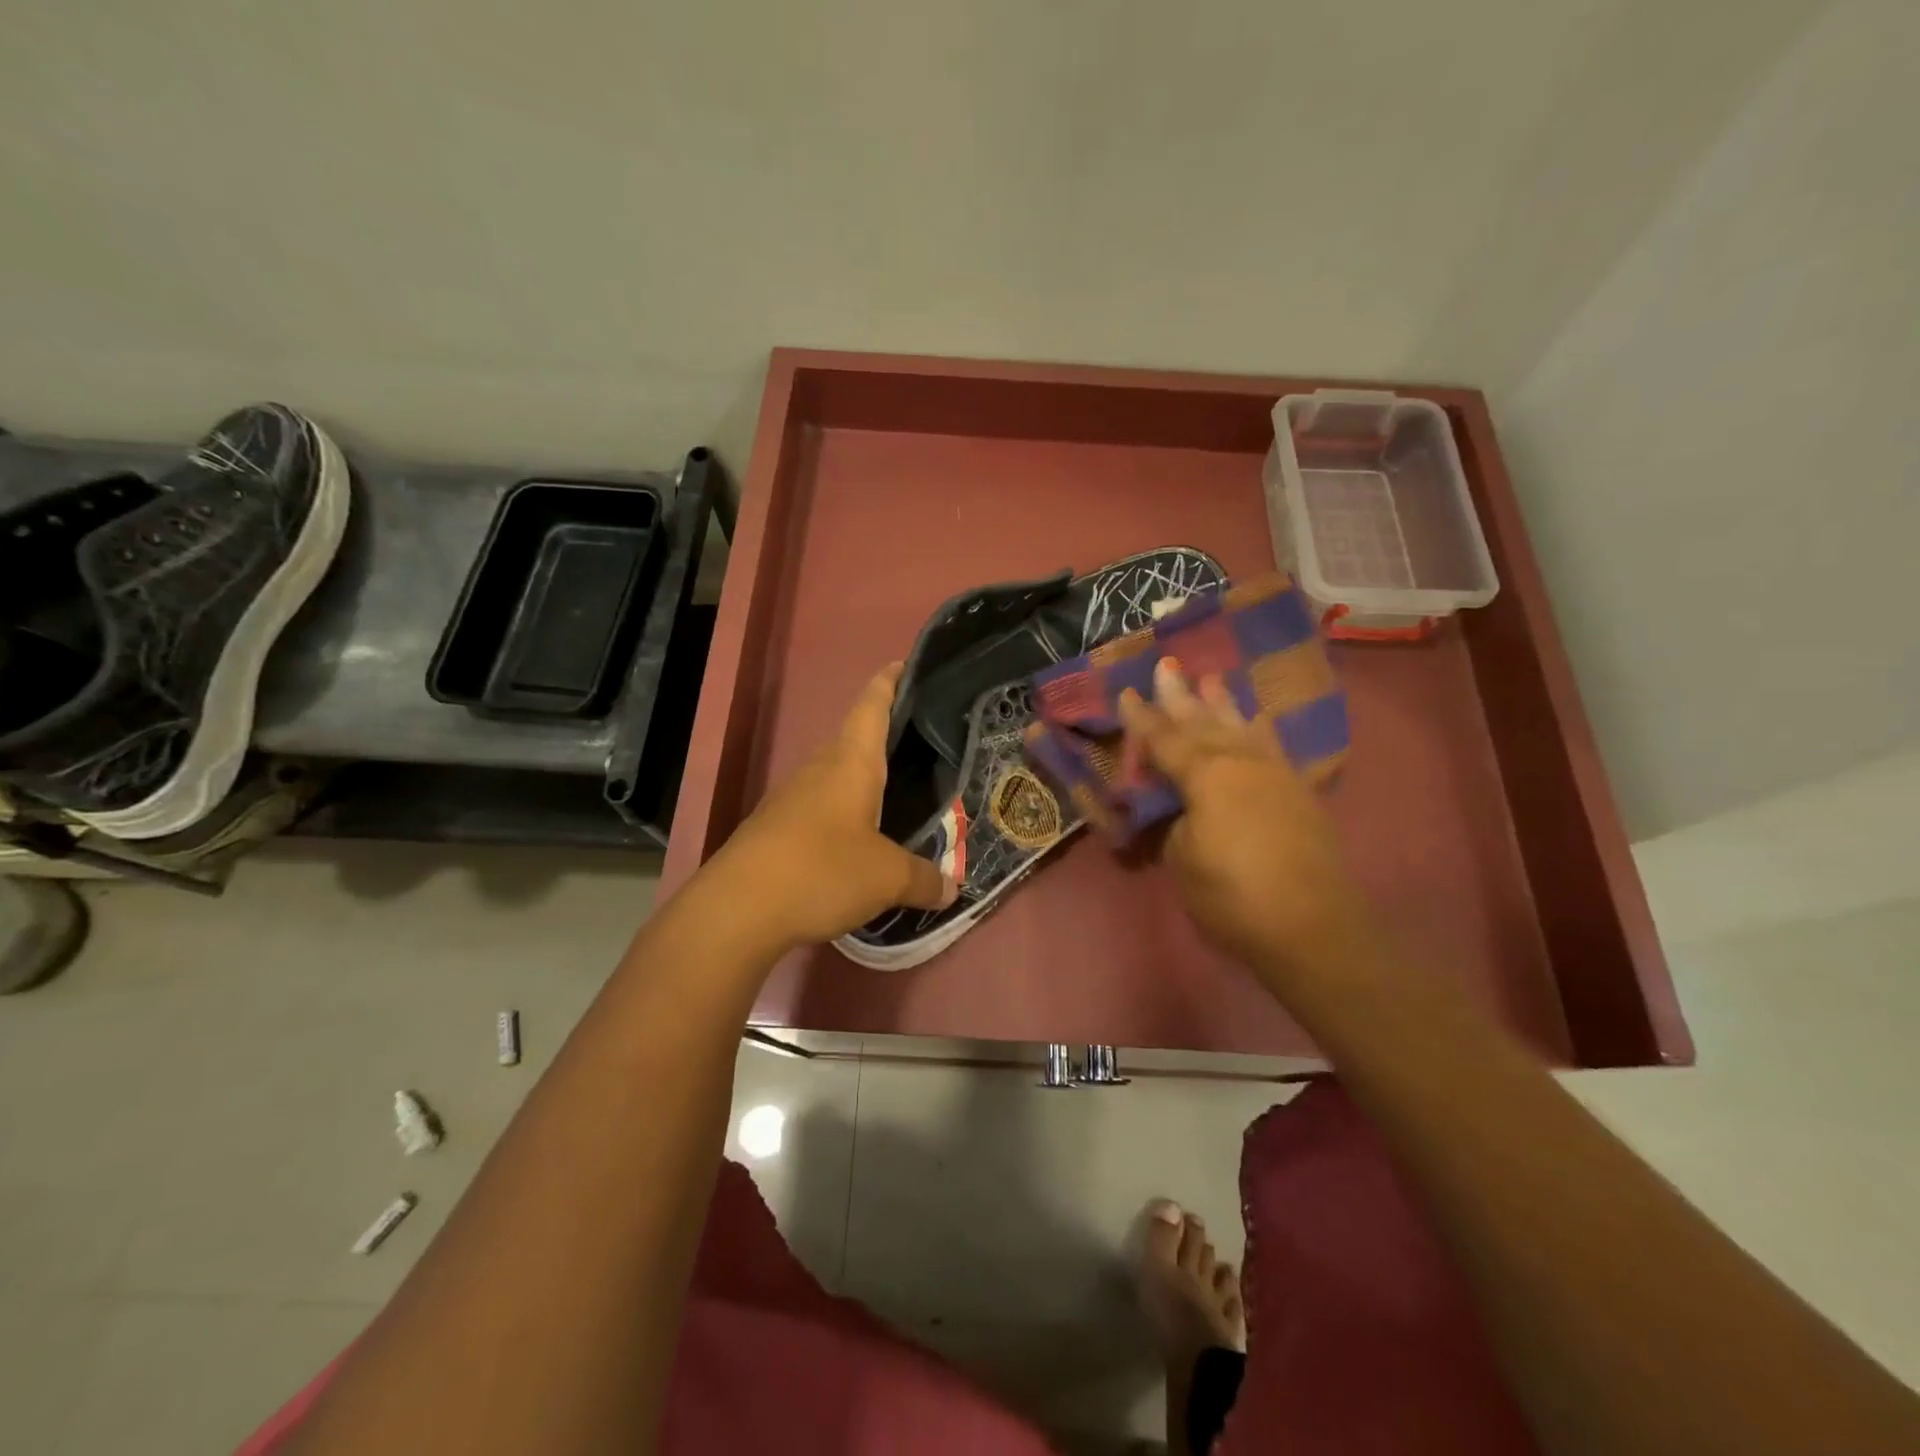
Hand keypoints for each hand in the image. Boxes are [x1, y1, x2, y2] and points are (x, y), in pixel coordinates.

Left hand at [713, 663, 956, 949]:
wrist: (735, 910)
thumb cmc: (820, 871)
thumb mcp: (886, 878)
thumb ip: (923, 879)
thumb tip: (952, 887)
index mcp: (851, 763)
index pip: (871, 706)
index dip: (889, 682)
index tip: (905, 664)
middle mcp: (819, 769)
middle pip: (854, 739)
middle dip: (884, 736)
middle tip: (922, 745)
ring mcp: (791, 798)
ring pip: (835, 775)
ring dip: (863, 779)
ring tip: (898, 793)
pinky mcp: (776, 828)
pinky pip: (820, 807)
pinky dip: (844, 813)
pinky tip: (858, 838)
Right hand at [1118, 659, 1372, 979]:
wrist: (1312, 926)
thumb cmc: (1233, 895)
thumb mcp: (1184, 859)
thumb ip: (1178, 824)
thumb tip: (1184, 810)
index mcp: (1206, 775)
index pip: (1165, 739)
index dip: (1143, 718)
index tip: (1128, 692)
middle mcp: (1241, 762)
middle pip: (1204, 722)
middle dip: (1182, 695)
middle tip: (1168, 666)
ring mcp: (1275, 774)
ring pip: (1241, 727)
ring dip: (1222, 703)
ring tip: (1211, 679)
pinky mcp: (1298, 792)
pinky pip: (1271, 746)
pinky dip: (1257, 729)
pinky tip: (1255, 719)